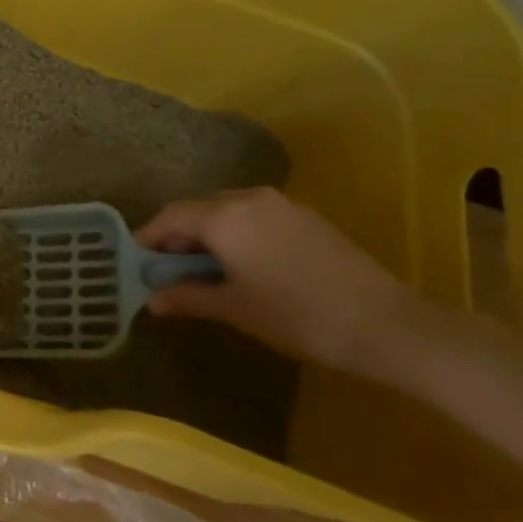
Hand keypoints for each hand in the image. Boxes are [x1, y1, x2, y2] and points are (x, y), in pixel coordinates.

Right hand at [137, 188, 412, 372]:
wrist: (385, 323)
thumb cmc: (297, 316)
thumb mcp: (235, 309)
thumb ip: (188, 297)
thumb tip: (152, 299)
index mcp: (223, 217)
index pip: (170, 217)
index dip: (149, 238)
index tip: (137, 261)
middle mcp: (247, 198)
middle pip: (197, 208)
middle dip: (177, 235)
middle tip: (168, 269)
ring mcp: (279, 203)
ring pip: (225, 209)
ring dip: (206, 232)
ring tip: (204, 267)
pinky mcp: (304, 215)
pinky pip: (252, 214)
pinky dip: (235, 231)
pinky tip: (243, 262)